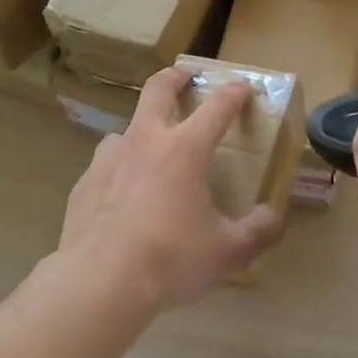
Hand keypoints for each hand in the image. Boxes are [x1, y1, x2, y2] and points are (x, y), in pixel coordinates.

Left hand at [56, 65, 283, 316]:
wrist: (100, 282)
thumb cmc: (171, 259)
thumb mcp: (228, 251)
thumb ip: (258, 231)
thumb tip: (273, 217)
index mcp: (185, 150)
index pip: (217, 108)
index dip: (233, 93)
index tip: (243, 86)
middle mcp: (145, 142)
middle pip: (158, 90)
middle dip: (175, 77)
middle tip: (186, 76)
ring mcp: (109, 159)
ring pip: (126, 128)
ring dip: (142, 130)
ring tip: (151, 151)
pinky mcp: (84, 183)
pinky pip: (106, 165)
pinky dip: (119, 169)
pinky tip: (122, 195)